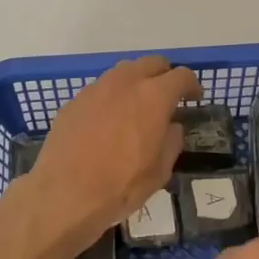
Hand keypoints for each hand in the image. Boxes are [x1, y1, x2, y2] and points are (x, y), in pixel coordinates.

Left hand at [25, 56, 201, 243]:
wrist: (64, 194)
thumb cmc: (120, 185)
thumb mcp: (160, 171)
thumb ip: (172, 140)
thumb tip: (170, 126)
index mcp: (153, 96)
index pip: (181, 76)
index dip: (192, 85)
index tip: (194, 98)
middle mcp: (125, 82)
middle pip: (152, 63)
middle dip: (164, 76)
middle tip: (167, 97)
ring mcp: (96, 89)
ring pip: (123, 72)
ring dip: (136, 82)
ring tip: (137, 107)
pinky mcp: (74, 101)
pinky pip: (100, 90)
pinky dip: (111, 98)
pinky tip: (107, 122)